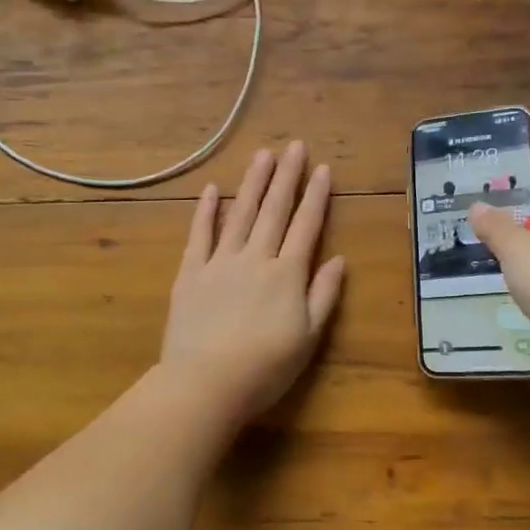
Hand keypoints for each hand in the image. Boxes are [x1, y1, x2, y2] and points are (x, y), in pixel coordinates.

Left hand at [160, 143, 345, 425]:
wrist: (205, 384)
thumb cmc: (264, 368)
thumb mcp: (307, 338)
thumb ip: (323, 295)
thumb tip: (339, 259)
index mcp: (287, 274)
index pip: (306, 226)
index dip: (315, 197)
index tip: (322, 169)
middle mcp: (256, 258)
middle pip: (274, 210)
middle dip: (286, 177)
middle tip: (294, 146)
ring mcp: (220, 262)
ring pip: (240, 214)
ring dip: (253, 183)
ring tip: (263, 155)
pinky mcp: (191, 273)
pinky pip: (200, 235)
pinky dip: (207, 211)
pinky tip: (213, 189)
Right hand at [469, 180, 529, 385]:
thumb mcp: (516, 248)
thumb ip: (494, 225)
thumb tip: (477, 205)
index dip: (514, 189)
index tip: (482, 199)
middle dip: (508, 225)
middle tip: (470, 229)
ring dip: (516, 257)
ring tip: (478, 259)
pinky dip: (527, 284)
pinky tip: (503, 290)